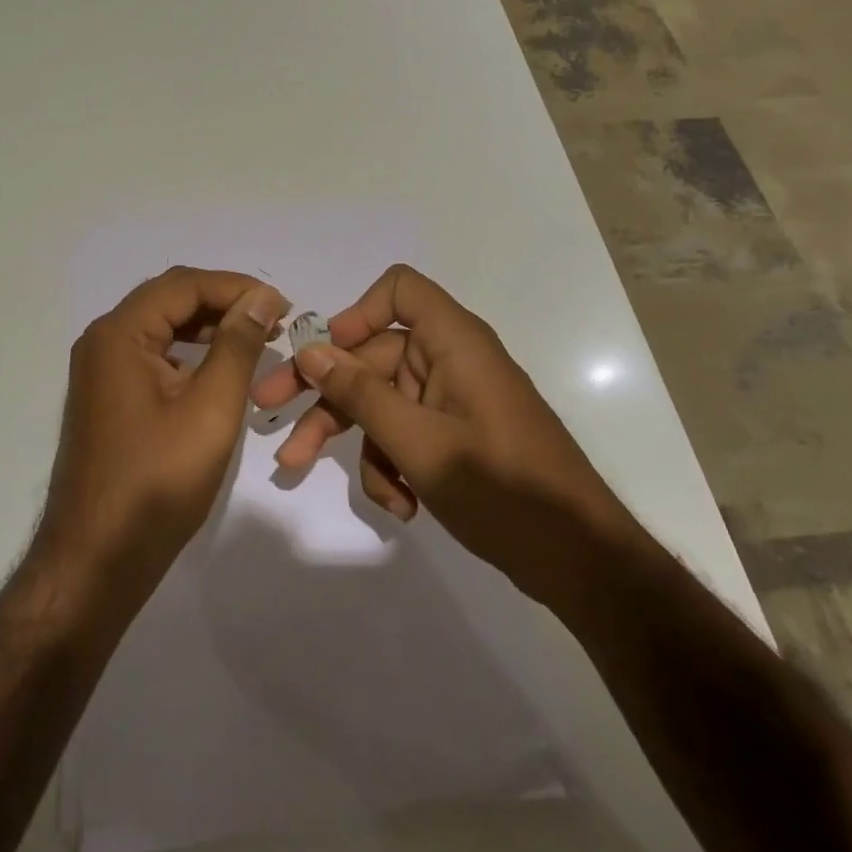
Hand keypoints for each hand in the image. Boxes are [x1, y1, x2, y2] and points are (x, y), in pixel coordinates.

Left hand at [36, 268, 289, 595]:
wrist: (96, 560)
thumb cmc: (157, 484)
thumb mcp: (210, 409)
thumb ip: (237, 345)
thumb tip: (262, 297)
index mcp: (120, 334)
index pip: (184, 285)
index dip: (237, 287)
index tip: (284, 306)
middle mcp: (103, 341)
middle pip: (169, 298)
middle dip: (223, 301)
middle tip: (273, 319)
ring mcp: (100, 370)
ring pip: (161, 326)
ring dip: (207, 325)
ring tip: (255, 337)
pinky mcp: (107, 396)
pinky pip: (152, 354)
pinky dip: (188, 352)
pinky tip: (218, 369)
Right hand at [250, 264, 635, 606]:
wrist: (580, 561)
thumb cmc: (503, 489)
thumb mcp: (420, 443)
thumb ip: (361, 394)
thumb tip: (310, 351)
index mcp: (453, 343)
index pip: (400, 290)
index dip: (357, 314)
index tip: (325, 357)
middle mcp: (451, 361)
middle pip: (373, 357)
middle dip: (327, 395)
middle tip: (270, 417)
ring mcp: (453, 401)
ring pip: (383, 403)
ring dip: (362, 445)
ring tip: (347, 488)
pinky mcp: (456, 436)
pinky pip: (406, 434)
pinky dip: (394, 466)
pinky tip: (402, 506)